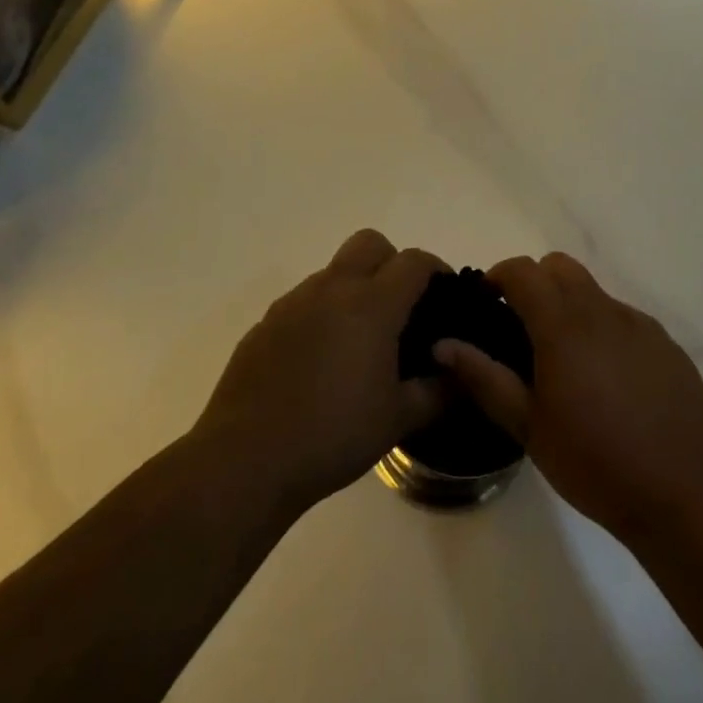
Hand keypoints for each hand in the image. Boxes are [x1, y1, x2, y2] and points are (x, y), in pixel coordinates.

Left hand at [193, 230, 444, 515]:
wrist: (247, 459)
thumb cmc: (333, 435)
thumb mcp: (398, 420)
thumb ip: (437, 392)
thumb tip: (455, 374)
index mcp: (371, 304)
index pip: (413, 261)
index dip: (436, 270)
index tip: (444, 295)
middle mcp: (332, 289)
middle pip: (370, 243)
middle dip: (392, 262)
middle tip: (400, 307)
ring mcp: (293, 302)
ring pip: (334, 271)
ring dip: (354, 289)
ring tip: (359, 341)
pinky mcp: (265, 323)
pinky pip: (304, 301)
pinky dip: (322, 314)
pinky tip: (319, 362)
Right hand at [435, 253, 702, 548]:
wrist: (686, 493)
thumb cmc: (596, 463)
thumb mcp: (529, 427)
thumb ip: (484, 378)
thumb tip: (442, 344)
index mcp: (563, 325)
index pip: (522, 271)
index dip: (498, 277)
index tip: (487, 305)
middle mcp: (601, 310)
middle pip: (559, 266)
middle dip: (533, 283)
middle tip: (522, 329)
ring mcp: (638, 323)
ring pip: (592, 290)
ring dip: (569, 305)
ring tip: (565, 360)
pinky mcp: (664, 342)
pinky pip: (622, 317)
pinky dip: (602, 328)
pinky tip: (608, 380)